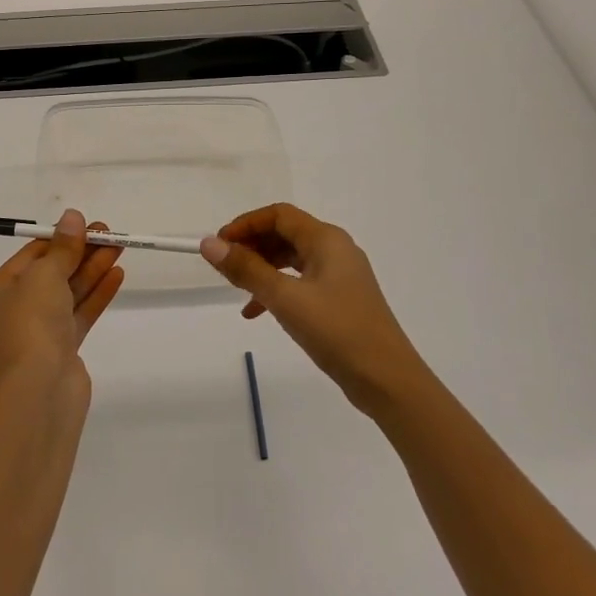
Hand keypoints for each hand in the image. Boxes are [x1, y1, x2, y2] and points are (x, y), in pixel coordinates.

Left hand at [0, 209, 124, 388]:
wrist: (38, 390)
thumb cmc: (29, 323)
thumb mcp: (44, 275)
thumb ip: (63, 247)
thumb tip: (73, 216)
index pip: (28, 257)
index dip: (59, 239)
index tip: (86, 225)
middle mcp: (10, 312)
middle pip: (50, 274)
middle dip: (80, 253)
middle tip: (109, 233)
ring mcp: (36, 333)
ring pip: (67, 294)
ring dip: (92, 270)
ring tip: (119, 247)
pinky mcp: (61, 351)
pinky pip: (79, 314)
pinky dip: (96, 294)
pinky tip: (117, 274)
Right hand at [201, 203, 430, 416]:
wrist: (386, 379)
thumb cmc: (337, 331)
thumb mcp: (285, 298)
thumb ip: (246, 269)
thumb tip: (209, 244)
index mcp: (327, 240)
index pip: (279, 215)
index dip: (245, 224)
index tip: (219, 244)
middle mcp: (335, 250)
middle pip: (285, 234)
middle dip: (252, 246)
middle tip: (224, 266)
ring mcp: (340, 276)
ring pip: (291, 259)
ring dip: (261, 269)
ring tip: (236, 288)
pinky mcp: (340, 299)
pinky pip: (300, 282)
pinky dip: (276, 290)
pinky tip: (256, 312)